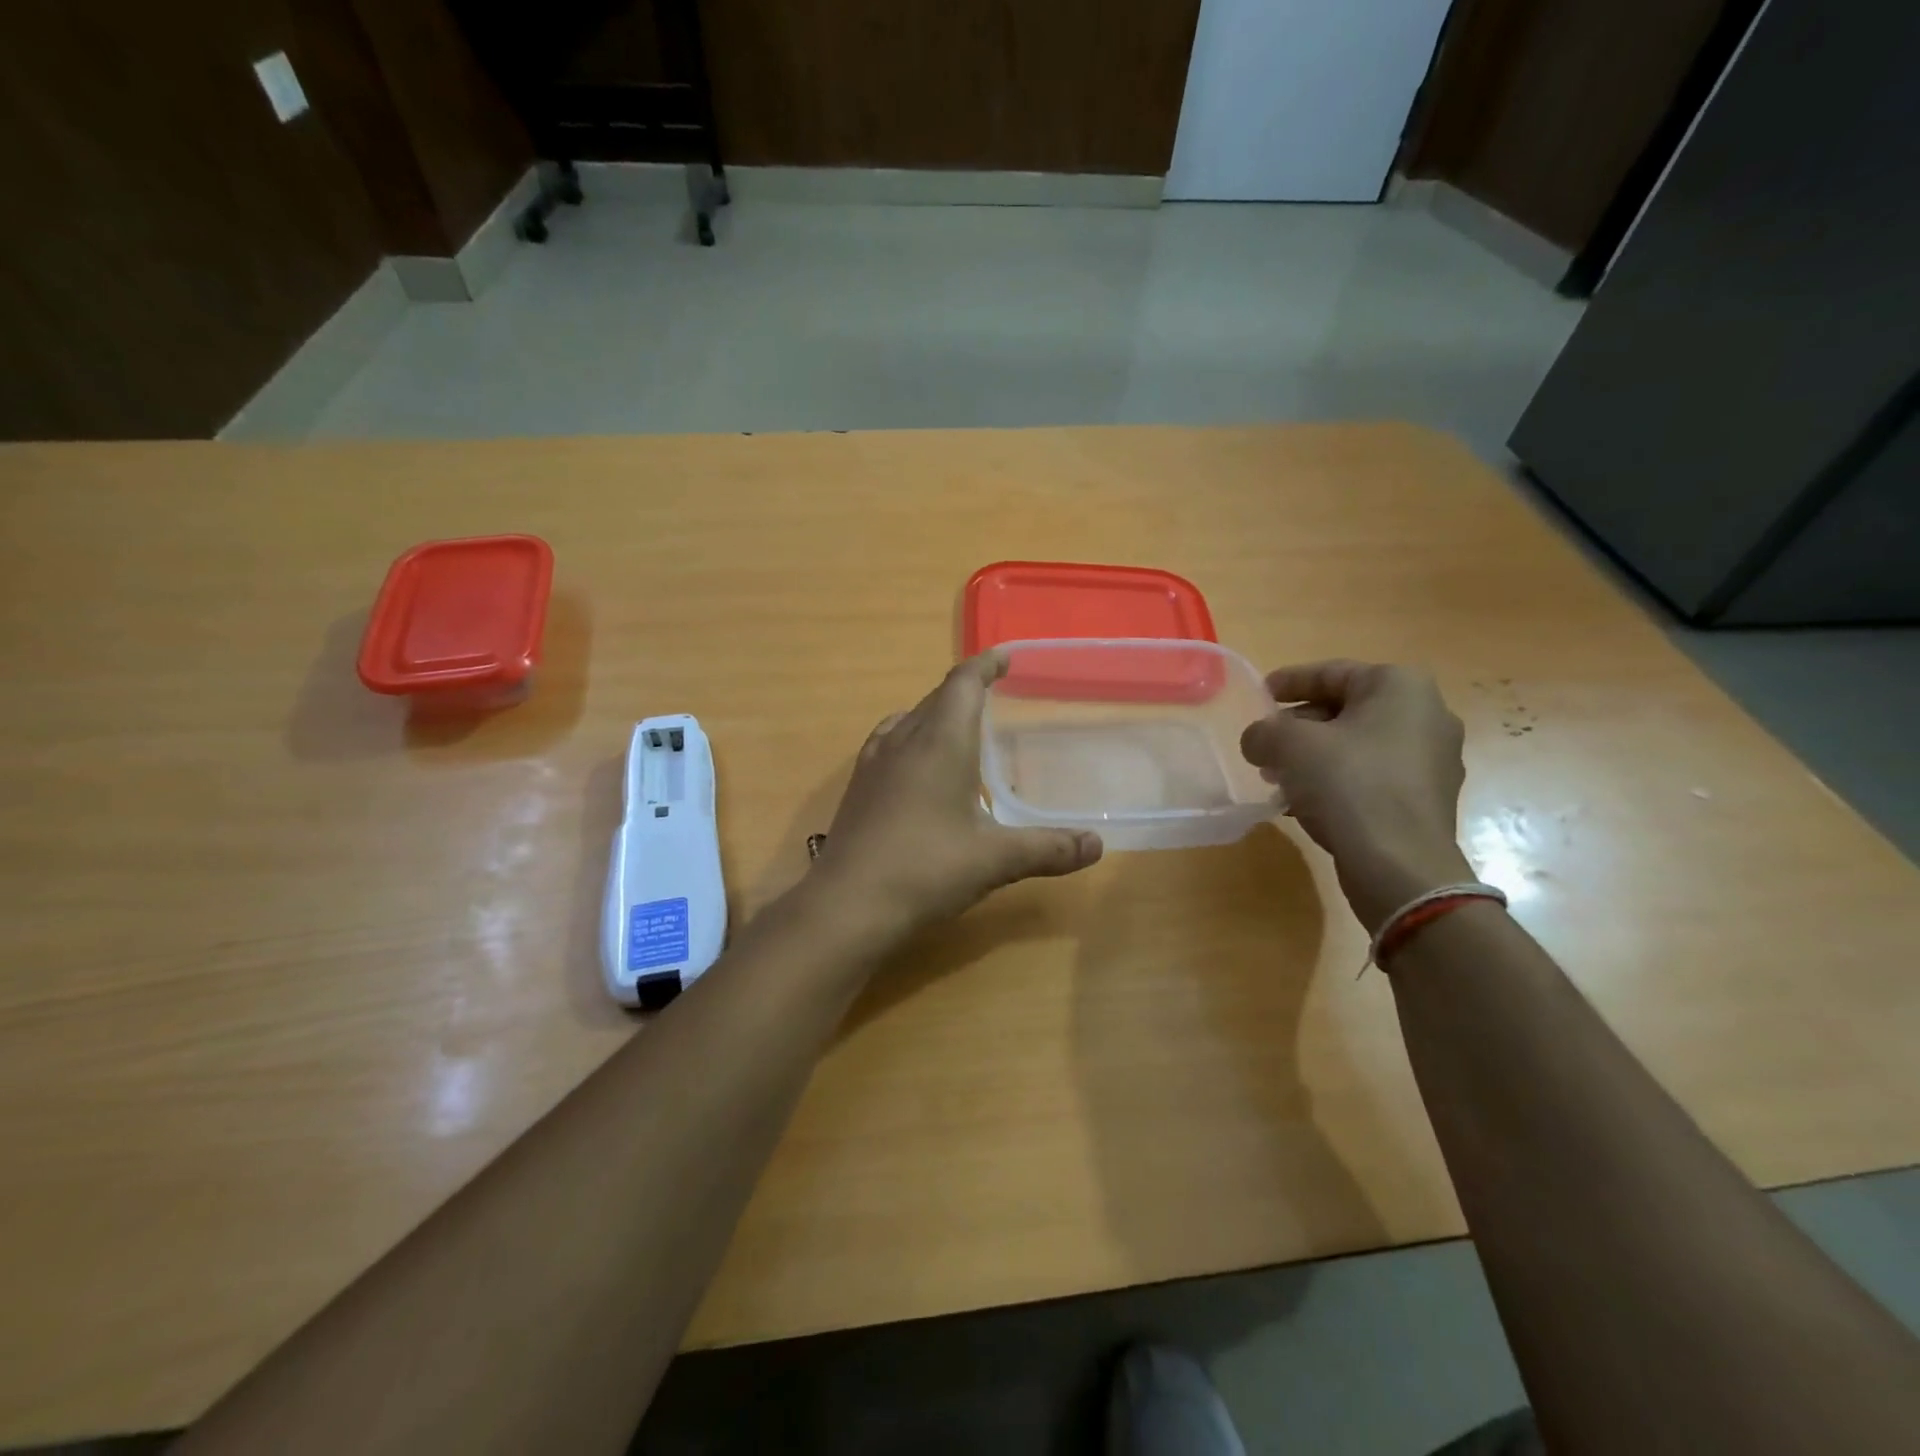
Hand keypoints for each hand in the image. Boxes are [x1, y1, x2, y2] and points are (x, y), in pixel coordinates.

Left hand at [807, 652, 1103, 940]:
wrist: (848, 905)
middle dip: (965, 689)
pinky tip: (918, 768)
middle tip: (993, 696)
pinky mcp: (858, 787)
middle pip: (936, 697)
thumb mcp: (996, 860)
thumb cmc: (927, 870)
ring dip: (935, 712)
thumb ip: (1048, 849)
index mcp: (941, 742)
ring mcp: (874, 762)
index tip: (1005, 658)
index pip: (963, 683)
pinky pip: (888, 742)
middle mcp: (904, 740)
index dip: (985, 665)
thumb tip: (1097, 846)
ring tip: (958, 727)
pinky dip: (911, 738)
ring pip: (909, 718)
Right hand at [1240, 660, 1470, 932]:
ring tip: (1278, 778)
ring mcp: (1433, 759)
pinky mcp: (1426, 798)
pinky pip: (1372, 776)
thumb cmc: (1347, 785)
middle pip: (1345, 709)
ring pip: (1357, 745)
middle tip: (1265, 745)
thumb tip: (1259, 740)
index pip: (1332, 672)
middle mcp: (1427, 714)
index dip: (1289, 681)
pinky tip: (1305, 803)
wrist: (1399, 864)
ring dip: (1314, 757)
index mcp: (1399, 686)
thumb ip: (1263, 732)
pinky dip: (1337, 781)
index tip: (1260, 694)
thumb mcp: (1288, 746)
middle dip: (1299, 726)